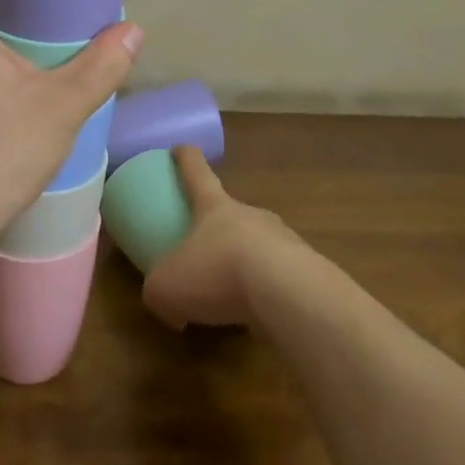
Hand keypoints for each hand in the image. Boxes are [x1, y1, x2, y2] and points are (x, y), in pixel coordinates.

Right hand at [142, 146, 301, 328]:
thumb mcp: (166, 287)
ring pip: (258, 244)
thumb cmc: (217, 274)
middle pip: (230, 210)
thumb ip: (157, 291)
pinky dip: (267, 292)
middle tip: (204, 248)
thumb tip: (167, 306)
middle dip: (217, 225)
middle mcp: (249, 214)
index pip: (197, 172)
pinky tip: (260, 316)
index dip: (186, 158)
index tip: (180, 148)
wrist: (289, 294)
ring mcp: (282, 239)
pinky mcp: (306, 270)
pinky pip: (279, 277)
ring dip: (244, 261)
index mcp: (214, 207)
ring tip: (232, 292)